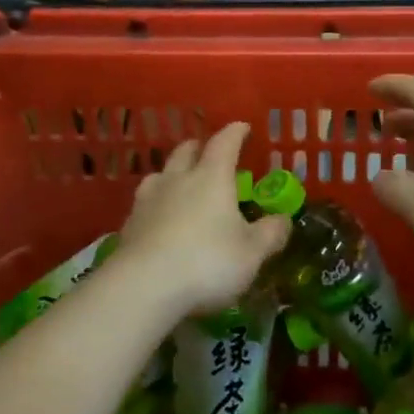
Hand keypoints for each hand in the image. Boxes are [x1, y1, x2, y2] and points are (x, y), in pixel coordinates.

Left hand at [113, 122, 288, 317]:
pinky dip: (156, 205)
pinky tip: (160, 220)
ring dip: (172, 174)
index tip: (242, 127)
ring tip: (180, 184)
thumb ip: (270, 234)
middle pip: (186, 152)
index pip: (224, 143)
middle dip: (199, 148)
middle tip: (209, 154)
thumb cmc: (207, 262)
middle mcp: (177, 179)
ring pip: (160, 174)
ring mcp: (148, 200)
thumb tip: (284, 219)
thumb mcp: (252, 253)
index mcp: (211, 178)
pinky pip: (144, 204)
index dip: (235, 133)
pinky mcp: (129, 224)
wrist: (143, 286)